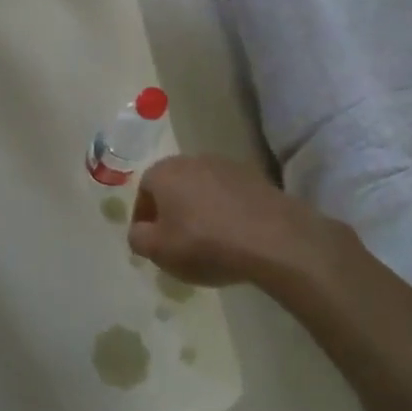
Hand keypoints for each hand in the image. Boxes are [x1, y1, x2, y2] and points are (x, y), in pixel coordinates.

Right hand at [128, 155, 324, 287]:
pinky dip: (226, 210)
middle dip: (172, 209)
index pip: (144, 190)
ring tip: (208, 239)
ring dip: (200, 208)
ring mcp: (228, 165)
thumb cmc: (205, 244)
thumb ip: (138, 238)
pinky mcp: (256, 177)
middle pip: (174, 184)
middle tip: (177, 239)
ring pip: (203, 187)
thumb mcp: (159, 251)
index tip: (151, 240)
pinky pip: (230, 194)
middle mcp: (193, 159)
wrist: (273, 239)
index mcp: (164, 172)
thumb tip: (140, 230)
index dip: (144, 216)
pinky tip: (234, 235)